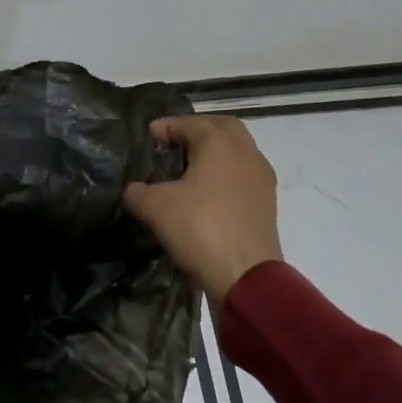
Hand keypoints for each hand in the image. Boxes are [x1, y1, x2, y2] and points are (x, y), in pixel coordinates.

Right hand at [124, 115, 282, 304]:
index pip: (189, 123)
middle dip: (198, 130)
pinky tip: (208, 194)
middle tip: (175, 143)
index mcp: (219, 143)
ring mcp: (261, 179)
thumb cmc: (200, 228)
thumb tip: (133, 190)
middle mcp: (245, 153)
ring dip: (215, 154)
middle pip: (222, 128)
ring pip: (237, 152)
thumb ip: (138, 192)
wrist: (247, 279)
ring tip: (190, 170)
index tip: (149, 137)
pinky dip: (226, 175)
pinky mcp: (268, 205)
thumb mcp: (155, 207)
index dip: (166, 127)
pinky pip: (244, 176)